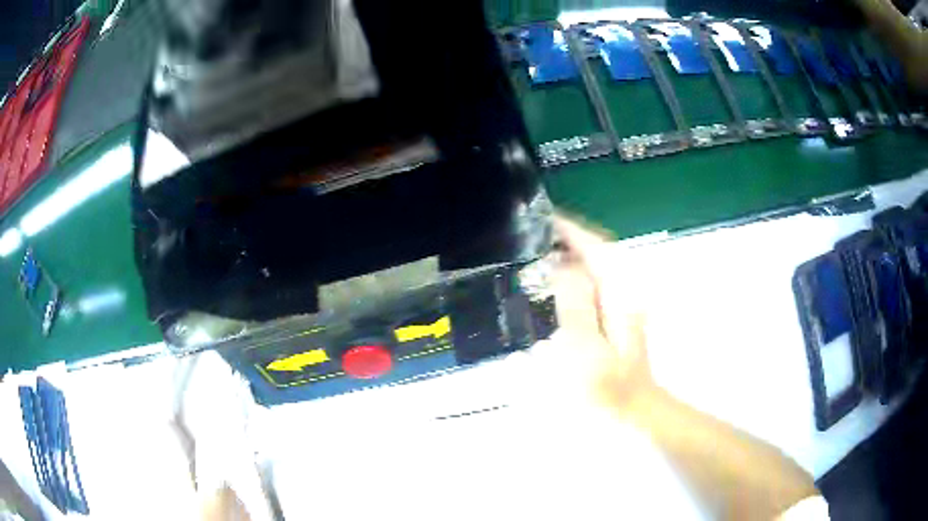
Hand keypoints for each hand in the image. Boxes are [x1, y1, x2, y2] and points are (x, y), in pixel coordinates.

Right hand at [541, 214, 655, 413]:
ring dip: (568, 255)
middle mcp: (624, 292)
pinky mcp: (613, 316)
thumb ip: (576, 306)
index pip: (598, 249)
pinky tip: (551, 283)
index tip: (544, 218)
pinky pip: (591, 285)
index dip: (572, 231)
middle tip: (531, 235)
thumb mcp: (587, 349)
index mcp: (620, 295)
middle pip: (596, 254)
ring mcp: (620, 304)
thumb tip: (563, 267)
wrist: (631, 409)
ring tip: (535, 252)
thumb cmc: (606, 386)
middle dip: (567, 239)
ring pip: (593, 268)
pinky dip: (571, 276)